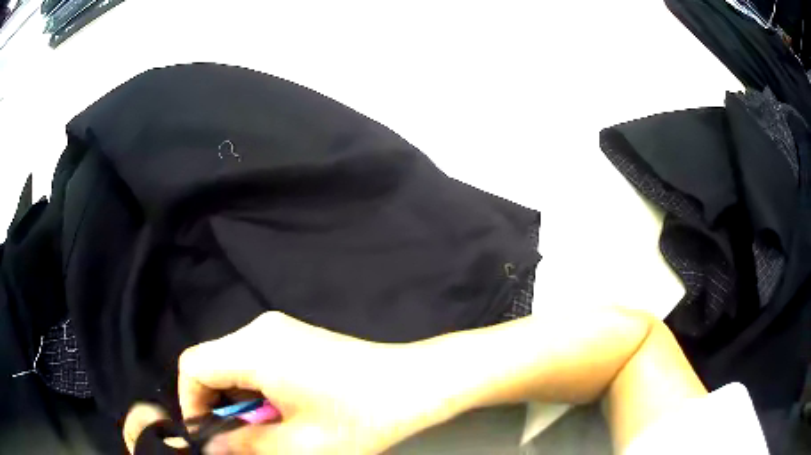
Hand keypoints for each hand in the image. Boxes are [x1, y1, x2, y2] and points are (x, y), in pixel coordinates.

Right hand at [125, 312, 457, 453]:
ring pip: (235, 364)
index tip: (206, 433)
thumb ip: (245, 446)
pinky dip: (257, 389)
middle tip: (238, 439)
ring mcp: (281, 330)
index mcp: (255, 348)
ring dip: (240, 400)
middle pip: (213, 364)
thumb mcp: (298, 444)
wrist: (414, 384)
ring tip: (268, 430)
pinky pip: (257, 361)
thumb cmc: (360, 418)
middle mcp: (262, 329)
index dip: (190, 401)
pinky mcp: (296, 338)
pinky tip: (285, 411)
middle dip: (217, 405)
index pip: (194, 365)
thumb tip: (211, 447)